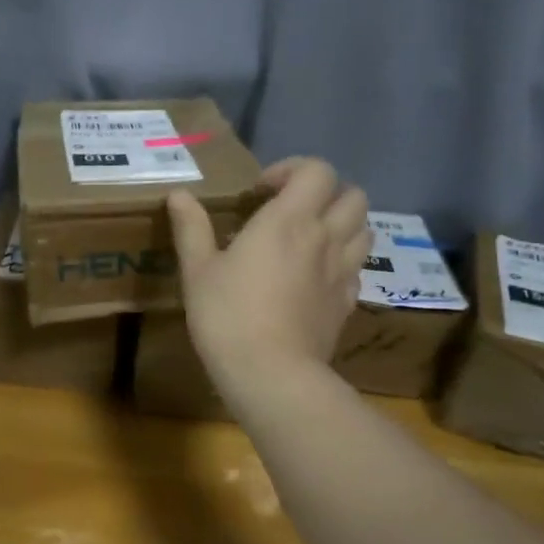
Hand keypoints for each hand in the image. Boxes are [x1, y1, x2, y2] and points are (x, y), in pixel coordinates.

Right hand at [168, 158, 369, 395]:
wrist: (271, 373)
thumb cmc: (227, 315)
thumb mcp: (198, 270)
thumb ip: (191, 227)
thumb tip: (178, 194)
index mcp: (288, 220)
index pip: (317, 171)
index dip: (293, 170)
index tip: (262, 191)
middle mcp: (324, 238)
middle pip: (353, 196)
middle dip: (326, 193)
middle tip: (292, 210)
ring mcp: (341, 272)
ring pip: (365, 230)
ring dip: (342, 224)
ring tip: (309, 239)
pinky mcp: (347, 303)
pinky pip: (357, 268)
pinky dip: (342, 262)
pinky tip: (315, 277)